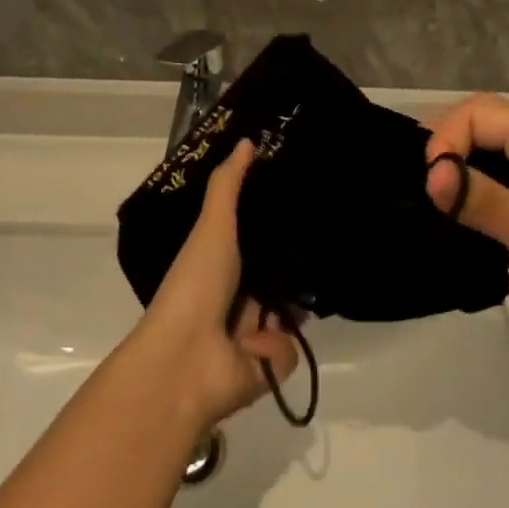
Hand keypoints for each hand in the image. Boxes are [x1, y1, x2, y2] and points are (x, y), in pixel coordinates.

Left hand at [131, 142, 300, 428]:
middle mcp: (234, 299)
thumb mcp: (213, 225)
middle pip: (274, 276)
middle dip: (292, 265)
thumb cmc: (195, 285)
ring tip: (315, 280)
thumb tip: (247, 140)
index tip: (301, 202)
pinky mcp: (267, 368)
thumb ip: (229, 185)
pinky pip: (289, 347)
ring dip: (290, 305)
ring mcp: (250, 336)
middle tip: (323, 239)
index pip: (251, 241)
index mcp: (217, 267)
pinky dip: (275, 343)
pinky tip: (262, 338)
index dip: (271, 225)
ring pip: (289, 311)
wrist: (185, 361)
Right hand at [425, 94, 508, 362]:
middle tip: (424, 198)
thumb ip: (479, 198)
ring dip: (468, 191)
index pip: (478, 113)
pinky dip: (490, 220)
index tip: (431, 185)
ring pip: (499, 175)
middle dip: (451, 158)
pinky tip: (470, 247)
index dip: (446, 139)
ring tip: (439, 222)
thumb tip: (431, 177)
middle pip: (487, 136)